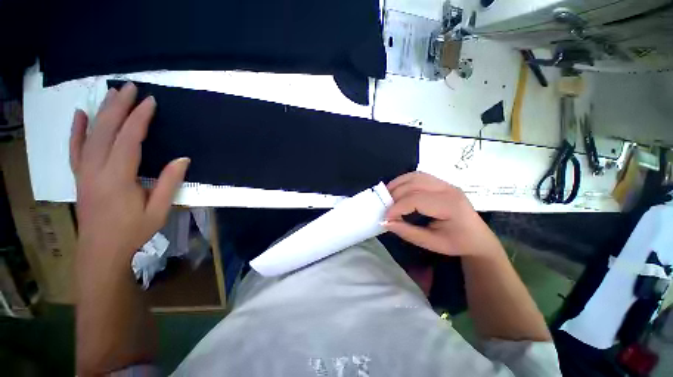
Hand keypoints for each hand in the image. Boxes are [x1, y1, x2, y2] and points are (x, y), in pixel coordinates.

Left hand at [70, 82, 189, 267]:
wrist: (101, 250)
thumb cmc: (133, 231)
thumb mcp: (158, 210)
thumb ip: (169, 183)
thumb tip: (183, 159)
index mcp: (118, 178)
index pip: (128, 140)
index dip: (140, 119)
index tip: (150, 102)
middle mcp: (96, 170)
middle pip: (106, 131)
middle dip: (119, 106)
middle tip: (131, 88)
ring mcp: (84, 171)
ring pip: (90, 135)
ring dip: (101, 112)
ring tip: (111, 93)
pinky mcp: (79, 175)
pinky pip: (75, 148)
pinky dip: (76, 130)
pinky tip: (79, 114)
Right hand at [384, 172, 500, 257]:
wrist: (478, 238)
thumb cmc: (457, 243)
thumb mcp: (431, 243)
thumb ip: (407, 232)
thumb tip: (385, 222)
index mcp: (450, 206)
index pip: (416, 200)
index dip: (397, 207)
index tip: (385, 217)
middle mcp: (448, 189)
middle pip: (414, 184)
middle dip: (395, 195)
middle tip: (384, 207)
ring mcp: (446, 184)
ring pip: (415, 176)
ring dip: (398, 183)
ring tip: (387, 195)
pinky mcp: (442, 183)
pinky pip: (419, 176)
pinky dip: (405, 181)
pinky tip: (398, 189)